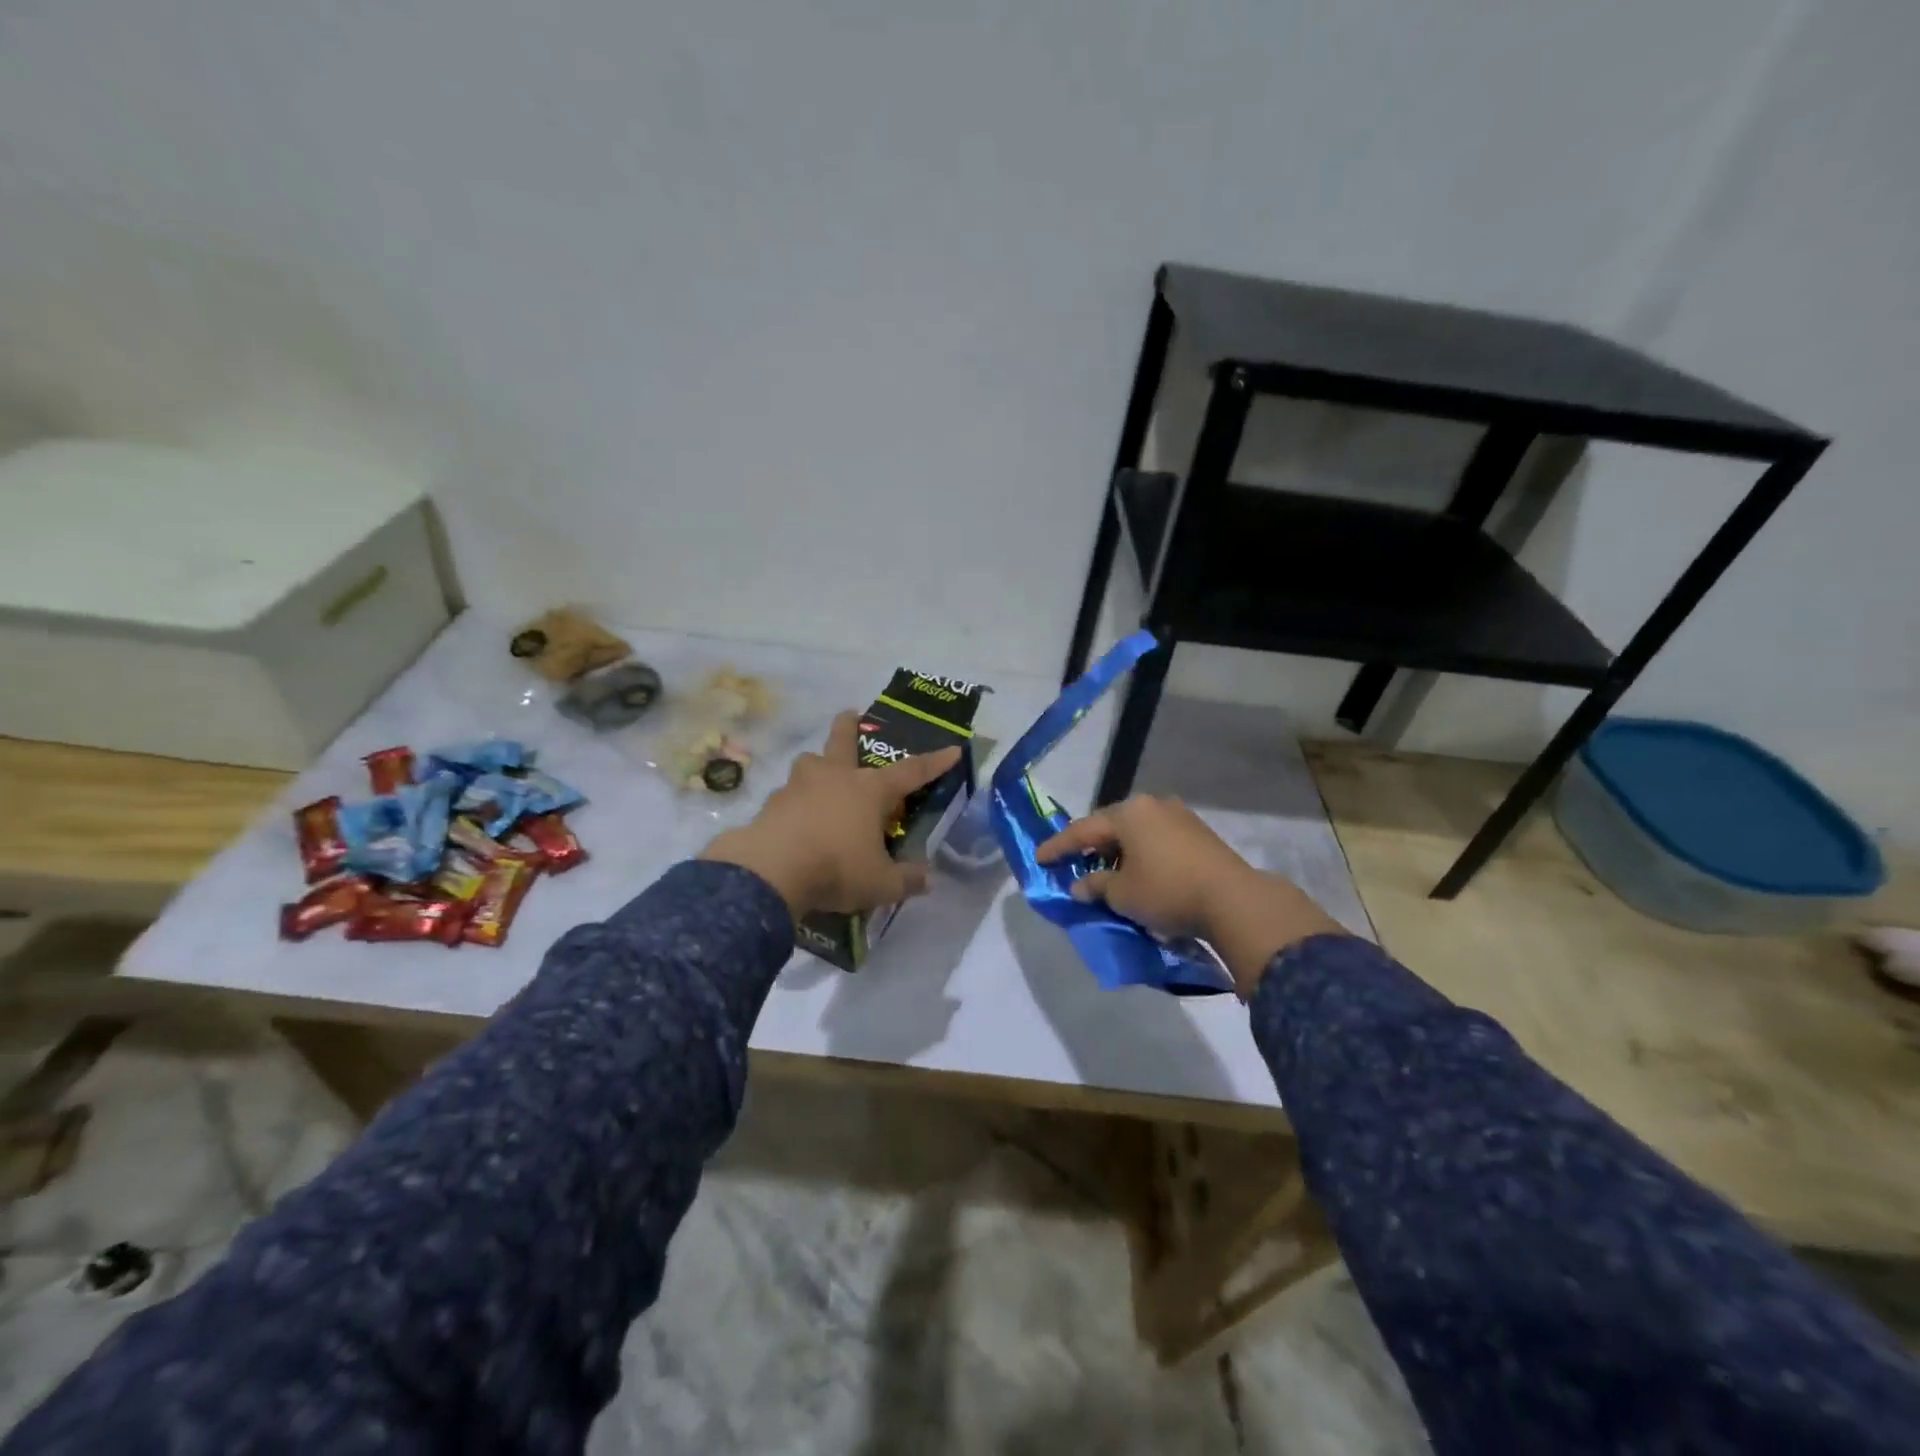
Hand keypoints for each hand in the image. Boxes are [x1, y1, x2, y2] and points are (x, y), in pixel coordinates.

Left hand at [702, 711, 960, 916]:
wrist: (770, 871)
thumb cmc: (836, 868)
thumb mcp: (881, 884)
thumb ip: (907, 880)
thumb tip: (927, 880)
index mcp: (869, 790)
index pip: (911, 772)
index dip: (935, 762)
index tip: (953, 749)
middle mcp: (834, 777)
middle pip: (843, 740)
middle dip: (849, 725)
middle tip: (851, 713)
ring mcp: (798, 786)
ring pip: (809, 763)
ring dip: (817, 765)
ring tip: (820, 779)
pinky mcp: (771, 804)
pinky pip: (787, 795)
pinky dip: (795, 803)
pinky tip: (795, 820)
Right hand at [1036, 795, 1346, 996]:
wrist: (1233, 899)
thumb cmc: (1167, 891)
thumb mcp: (1122, 894)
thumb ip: (1095, 886)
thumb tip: (1080, 885)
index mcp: (1128, 813)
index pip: (1083, 830)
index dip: (1059, 847)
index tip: (1040, 858)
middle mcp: (1152, 805)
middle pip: (1111, 826)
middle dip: (1091, 846)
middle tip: (1073, 862)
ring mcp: (1179, 816)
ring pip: (1136, 832)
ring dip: (1118, 851)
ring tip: (1106, 870)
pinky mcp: (1198, 832)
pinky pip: (1157, 839)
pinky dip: (1141, 853)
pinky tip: (1138, 871)